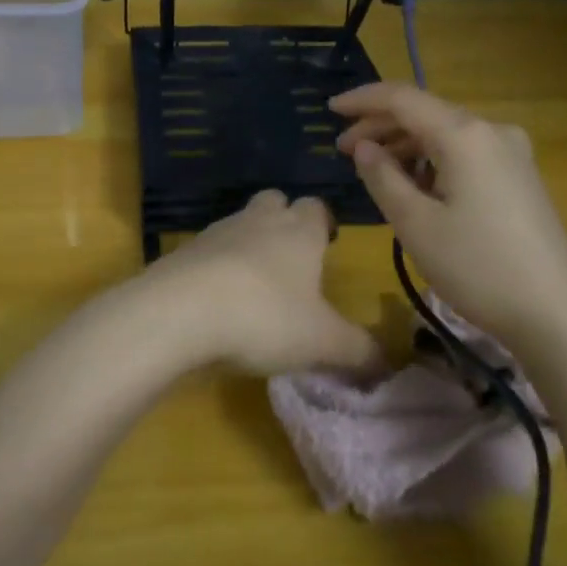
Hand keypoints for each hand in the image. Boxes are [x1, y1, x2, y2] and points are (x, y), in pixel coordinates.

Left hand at [133, 191, 379, 376]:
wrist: (178, 312)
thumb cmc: (265, 317)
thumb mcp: (322, 342)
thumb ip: (359, 351)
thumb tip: (387, 362)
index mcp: (299, 231)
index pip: (317, 207)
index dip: (324, 222)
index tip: (328, 244)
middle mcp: (258, 221)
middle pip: (275, 202)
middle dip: (284, 222)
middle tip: (291, 260)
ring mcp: (216, 233)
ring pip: (239, 224)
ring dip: (248, 245)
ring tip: (254, 287)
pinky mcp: (182, 253)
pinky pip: (207, 251)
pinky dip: (216, 268)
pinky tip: (217, 302)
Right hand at [330, 82, 566, 342]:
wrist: (555, 313)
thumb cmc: (477, 267)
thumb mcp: (415, 224)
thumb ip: (382, 177)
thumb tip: (364, 147)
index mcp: (465, 135)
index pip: (403, 98)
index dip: (362, 100)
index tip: (329, 109)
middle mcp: (492, 131)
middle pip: (426, 114)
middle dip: (381, 126)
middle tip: (342, 149)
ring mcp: (511, 153)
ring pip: (445, 135)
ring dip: (406, 146)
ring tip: (373, 170)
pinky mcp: (519, 177)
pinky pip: (465, 154)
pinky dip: (432, 161)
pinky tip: (414, 185)